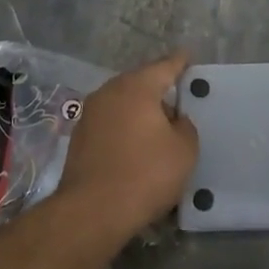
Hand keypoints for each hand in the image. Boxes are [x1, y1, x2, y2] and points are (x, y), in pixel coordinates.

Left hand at [57, 52, 199, 235]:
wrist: (92, 211)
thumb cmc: (146, 174)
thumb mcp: (184, 150)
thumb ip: (184, 126)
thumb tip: (173, 120)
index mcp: (137, 87)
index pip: (164, 66)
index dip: (180, 62)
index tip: (188, 57)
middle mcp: (109, 92)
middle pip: (139, 82)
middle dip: (158, 88)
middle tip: (178, 97)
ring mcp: (90, 114)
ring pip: (123, 103)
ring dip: (140, 110)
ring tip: (159, 125)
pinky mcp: (79, 137)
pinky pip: (111, 122)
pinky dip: (125, 127)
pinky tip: (136, 144)